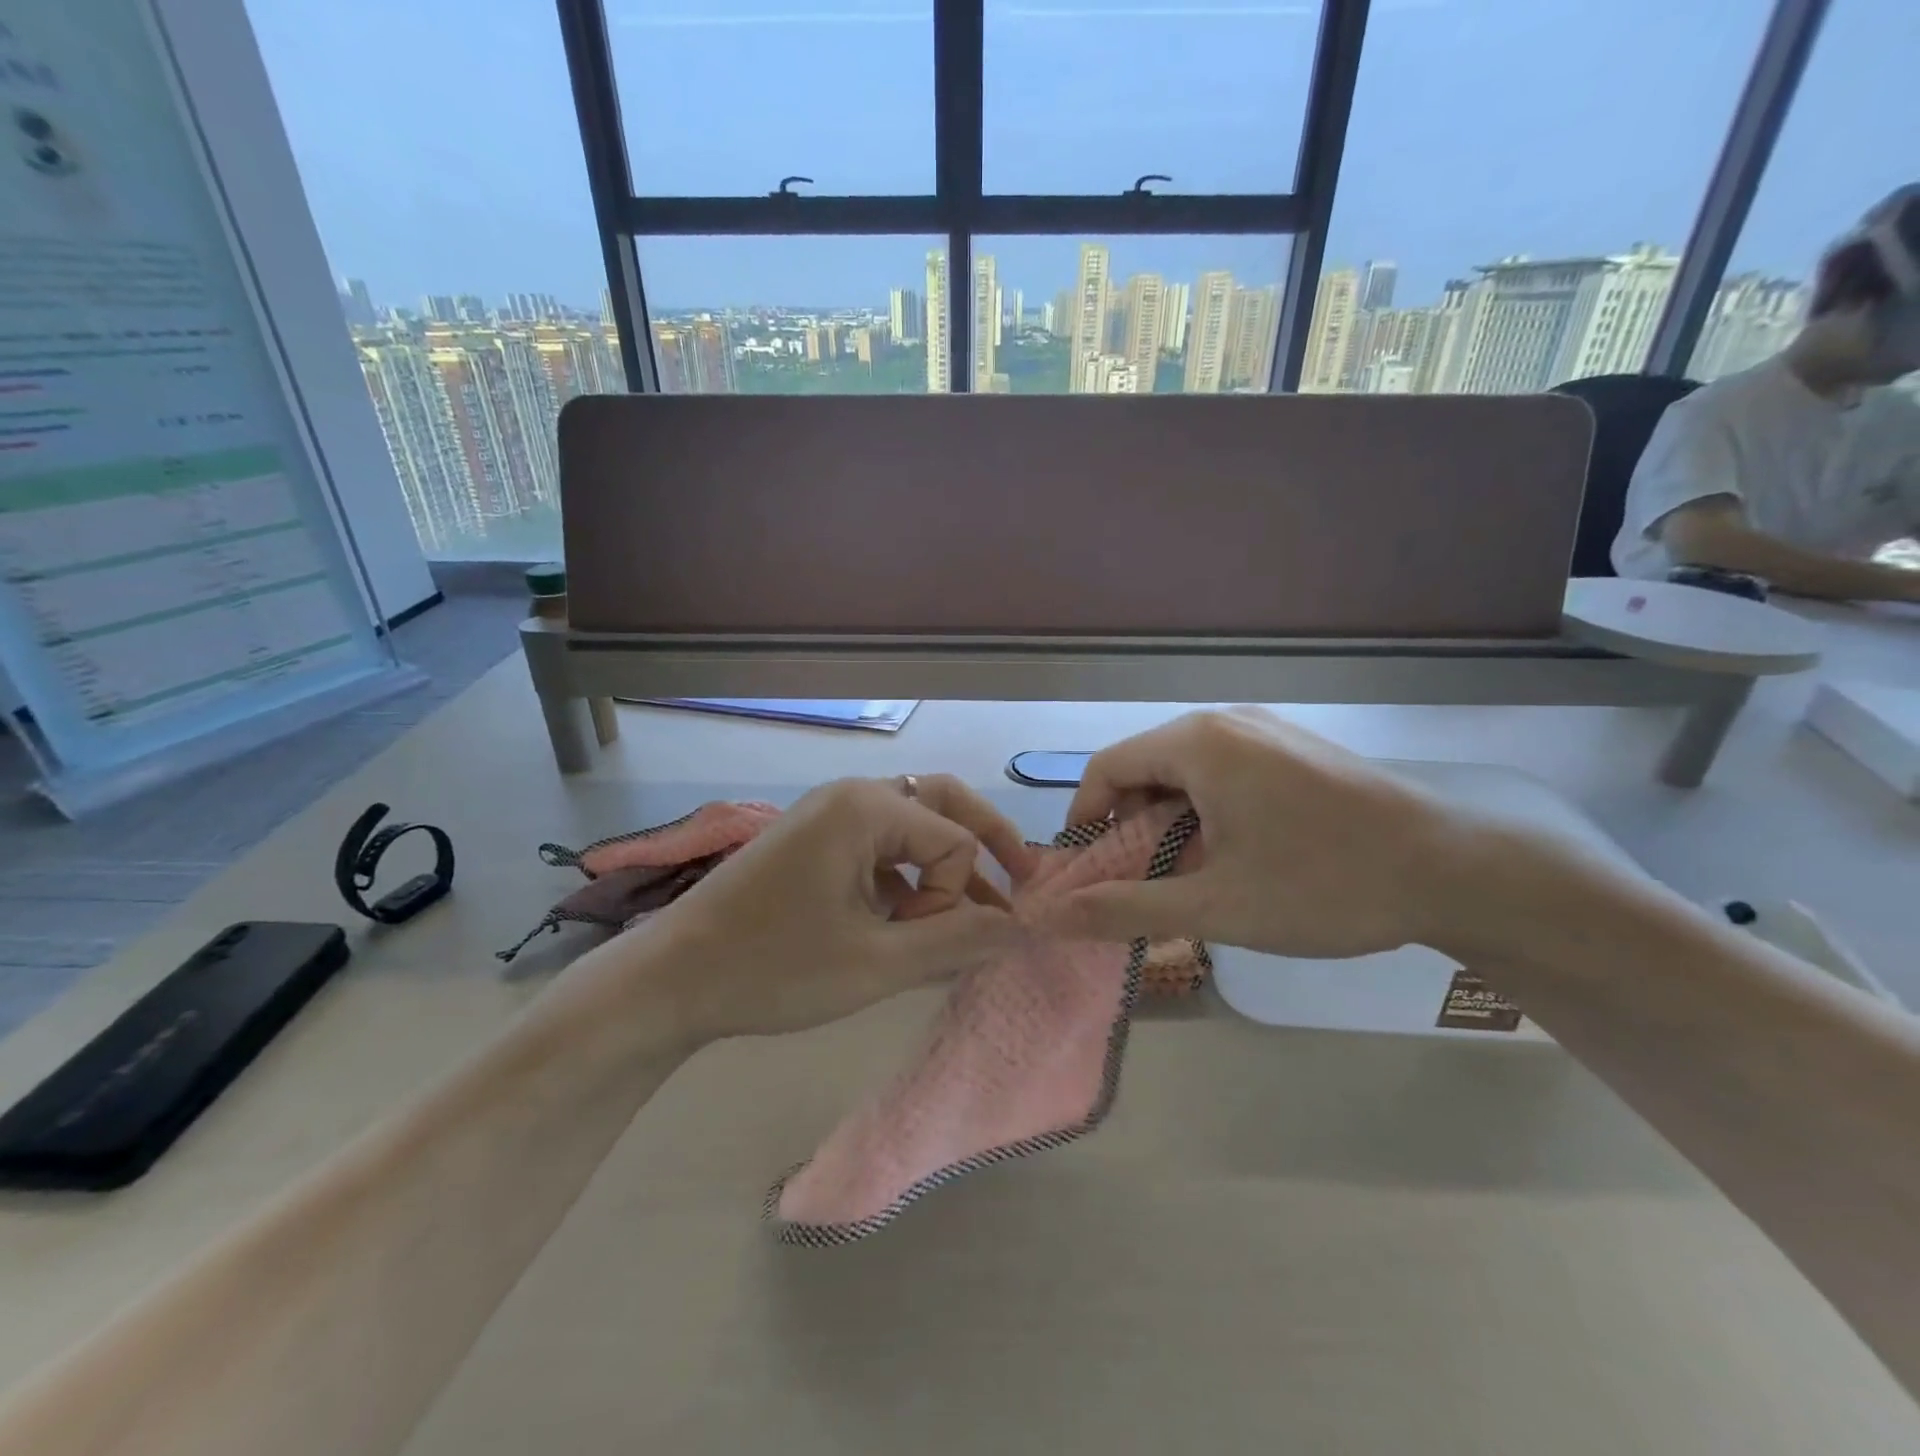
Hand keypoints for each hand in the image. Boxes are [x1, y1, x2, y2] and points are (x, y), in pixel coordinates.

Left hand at [639, 775, 1029, 1040]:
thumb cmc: (774, 968)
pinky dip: (906, 877)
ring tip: (967, 913)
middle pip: (943, 804)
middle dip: (986, 842)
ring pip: (912, 826)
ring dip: (943, 865)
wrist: (672, 980)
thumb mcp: (878, 963)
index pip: (954, 841)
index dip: (957, 897)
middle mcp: (852, 795)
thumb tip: (1024, 928)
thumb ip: (957, 941)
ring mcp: (828, 816)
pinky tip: (908, 922)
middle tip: (1023, 879)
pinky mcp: (813, 841)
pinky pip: (878, 846)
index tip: (925, 944)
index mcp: (866, 807)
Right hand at [1038, 708, 1481, 958]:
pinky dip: (1208, 810)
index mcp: (1197, 744)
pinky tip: (1237, 854)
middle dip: (1130, 826)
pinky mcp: (1295, 748)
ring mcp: (1266, 731)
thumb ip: (1125, 908)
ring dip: (1170, 821)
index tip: (1089, 872)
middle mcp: (1226, 722)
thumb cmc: (1325, 885)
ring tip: (1191, 875)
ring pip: (1186, 771)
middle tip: (1142, 883)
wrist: (1458, 870)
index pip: (1106, 767)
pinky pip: (1225, 771)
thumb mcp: (1216, 906)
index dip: (1085, 819)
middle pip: (1145, 767)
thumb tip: (1052, 915)